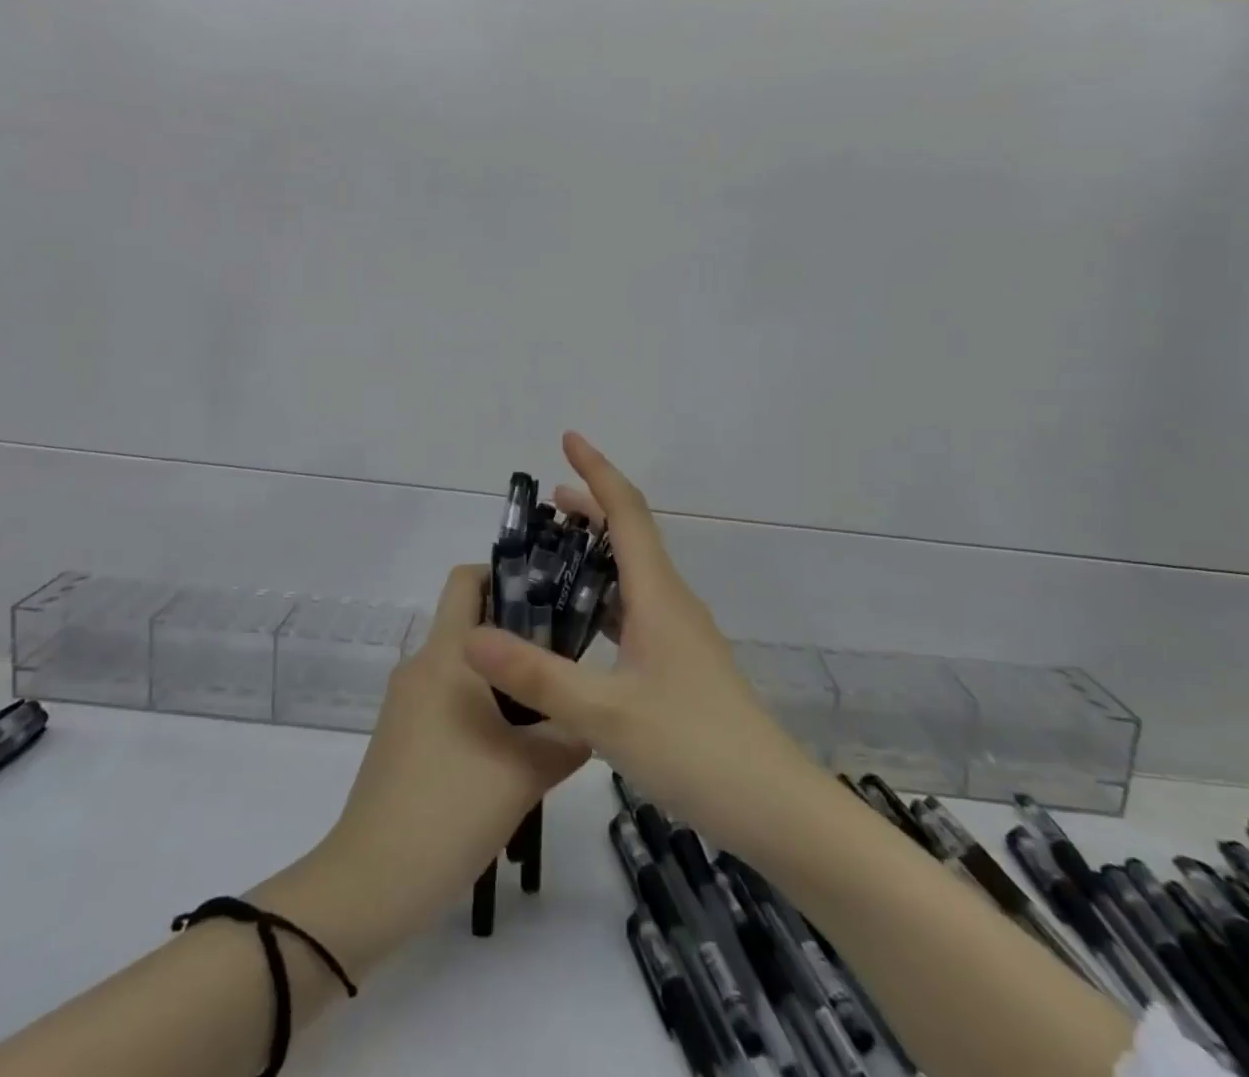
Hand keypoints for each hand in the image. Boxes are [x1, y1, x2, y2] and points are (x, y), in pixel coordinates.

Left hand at [297, 565, 586, 968]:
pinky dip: (481, 705)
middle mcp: (422, 665)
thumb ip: (570, 733)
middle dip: (518, 632)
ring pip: (463, 666)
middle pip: (471, 623)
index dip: (506, 574)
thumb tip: (592, 715)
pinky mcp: (402, 735)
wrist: (372, 881)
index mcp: (446, 655)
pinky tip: (513, 748)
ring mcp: (406, 701)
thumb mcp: (528, 770)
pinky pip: (448, 698)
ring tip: (549, 708)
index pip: (466, 579)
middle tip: (566, 659)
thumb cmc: (452, 808)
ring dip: (503, 676)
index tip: (551, 599)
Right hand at [462, 432, 810, 852]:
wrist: (777, 811)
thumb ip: (537, 676)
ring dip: (598, 553)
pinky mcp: (683, 668)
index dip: (597, 471)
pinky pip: (637, 612)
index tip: (568, 438)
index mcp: (659, 597)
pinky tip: (583, 627)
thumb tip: (470, 636)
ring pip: (635, 576)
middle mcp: (673, 604)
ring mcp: (682, 637)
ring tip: (555, 555)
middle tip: (548, 500)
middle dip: (592, 508)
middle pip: (632, 537)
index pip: (627, 513)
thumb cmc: (697, 749)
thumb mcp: (607, 715)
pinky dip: (606, 598)